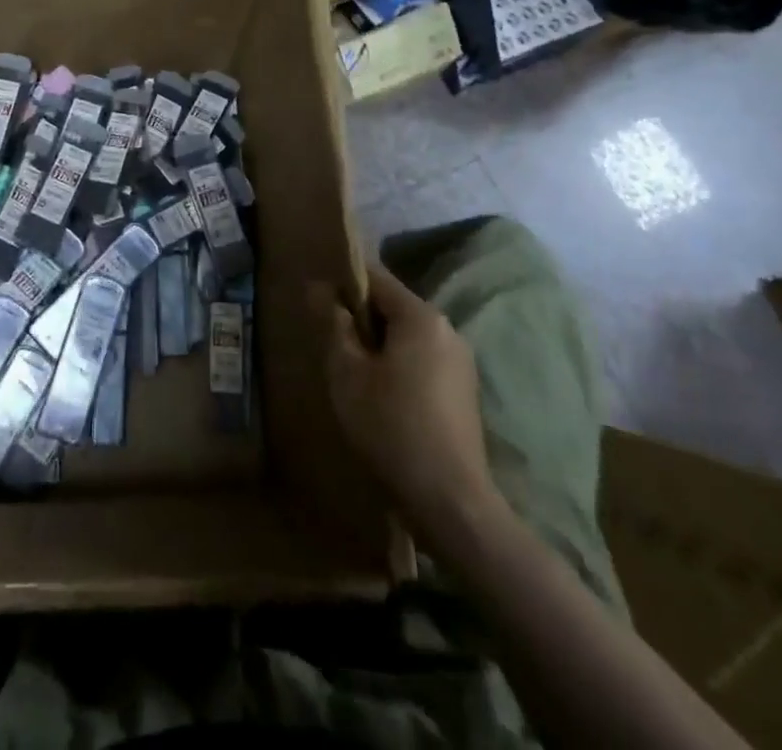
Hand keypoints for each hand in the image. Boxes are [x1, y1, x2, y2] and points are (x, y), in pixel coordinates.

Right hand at [317, 259, 502, 531]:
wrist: (450, 503)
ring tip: (351, 373)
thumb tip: (319, 289)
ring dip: (378, 346)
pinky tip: (380, 397)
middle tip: (330, 344)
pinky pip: (422, 361)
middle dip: (360, 319)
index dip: (343, 283)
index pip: (376, 278)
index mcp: (422, 317)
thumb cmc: (391, 427)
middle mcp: (447, 330)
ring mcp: (461, 362)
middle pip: (393, 307)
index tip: (317, 303)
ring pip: (407, 336)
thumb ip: (333, 324)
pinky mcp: (464, 392)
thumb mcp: (347, 372)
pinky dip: (398, 367)